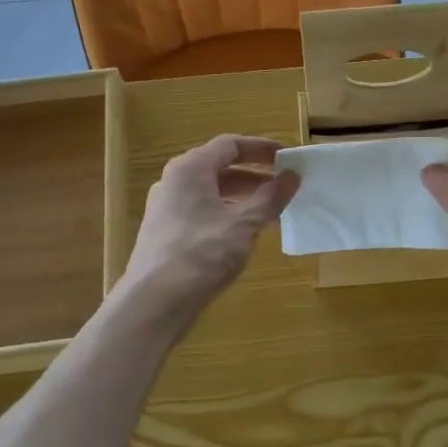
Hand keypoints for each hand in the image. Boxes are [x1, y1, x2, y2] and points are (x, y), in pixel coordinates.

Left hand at [120, 135, 300, 317]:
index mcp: (190, 168)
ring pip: (210, 192)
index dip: (261, 148)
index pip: (230, 145)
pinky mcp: (165, 233)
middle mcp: (174, 181)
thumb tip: (292, 175)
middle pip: (219, 167)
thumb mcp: (244, 224)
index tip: (287, 158)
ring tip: (271, 210)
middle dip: (254, 174)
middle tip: (284, 185)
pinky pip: (201, 211)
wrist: (155, 301)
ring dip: (242, 196)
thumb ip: (270, 197)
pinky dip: (226, 214)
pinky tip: (244, 234)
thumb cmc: (202, 253)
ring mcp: (166, 208)